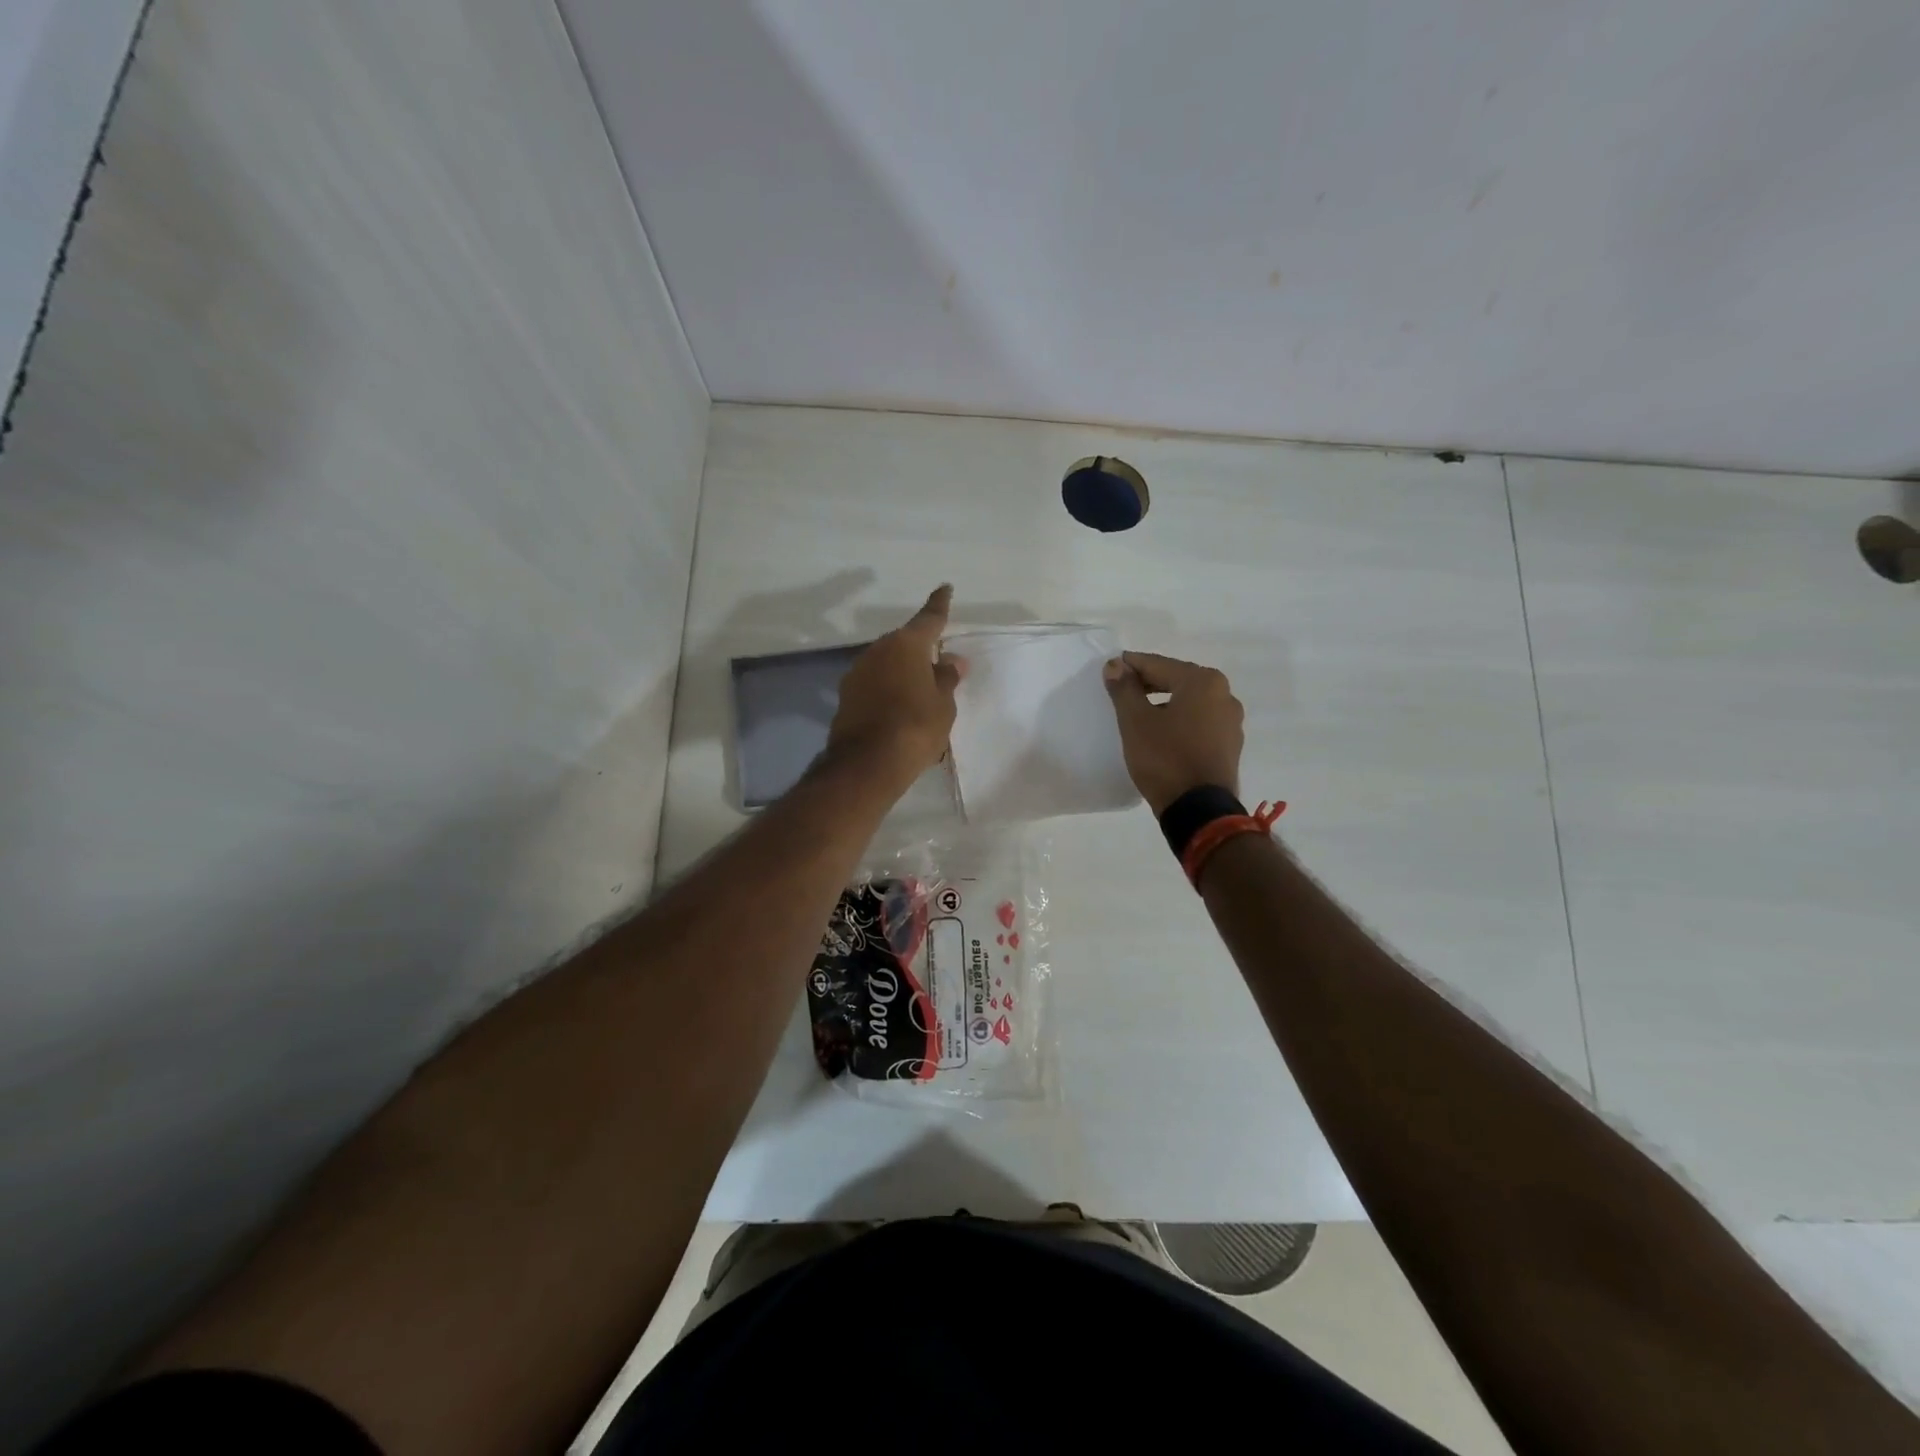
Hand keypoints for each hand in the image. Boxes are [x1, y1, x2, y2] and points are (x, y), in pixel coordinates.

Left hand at [828, 585, 965, 786]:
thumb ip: (946, 678)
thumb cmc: (915, 727)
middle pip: (904, 643)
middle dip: (920, 650)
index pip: (929, 618)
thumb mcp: (943, 704)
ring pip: (887, 664)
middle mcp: (878, 650)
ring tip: (920, 691)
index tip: (945, 588)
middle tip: (937, 663)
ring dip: (902, 672)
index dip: (939, 605)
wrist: (868, 763)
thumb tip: (950, 661)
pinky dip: (888, 689)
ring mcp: (858, 672)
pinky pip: (875, 684)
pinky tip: (899, 707)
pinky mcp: (846, 696)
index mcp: (906, 645)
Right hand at [1102, 652, 1244, 814]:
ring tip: (1139, 714)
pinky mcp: (1229, 745)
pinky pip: (1199, 722)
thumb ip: (1124, 689)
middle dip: (1148, 683)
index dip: (1131, 666)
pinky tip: (1162, 733)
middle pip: (1177, 680)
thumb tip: (1116, 665)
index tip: (1110, 668)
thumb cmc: (1165, 758)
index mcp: (1203, 682)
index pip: (1158, 665)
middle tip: (1122, 690)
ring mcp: (1231, 722)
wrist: (1199, 809)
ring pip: (1190, 702)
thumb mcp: (1135, 721)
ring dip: (1165, 702)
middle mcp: (1224, 695)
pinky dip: (1179, 721)